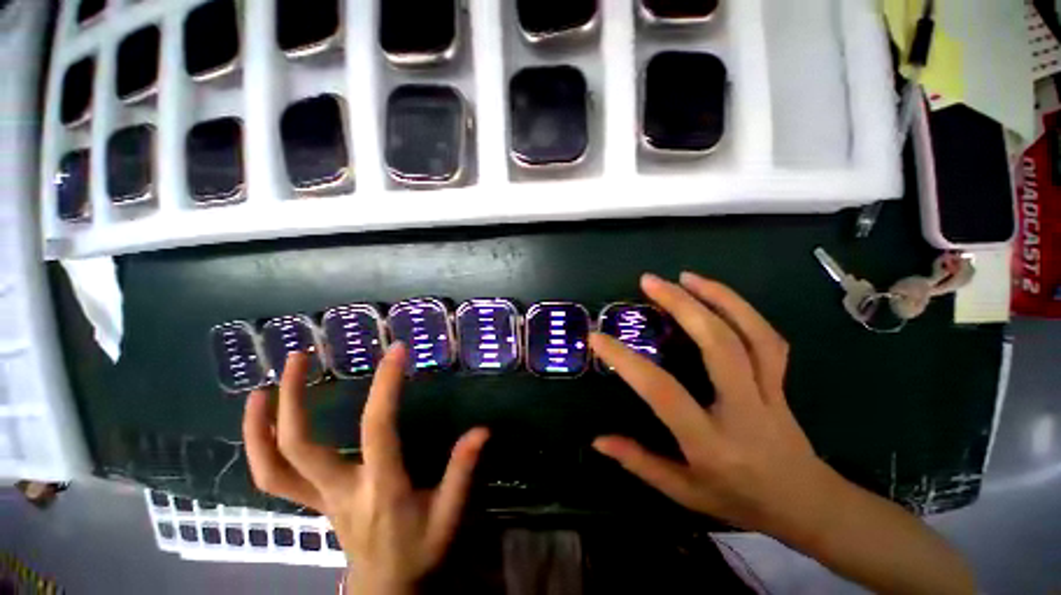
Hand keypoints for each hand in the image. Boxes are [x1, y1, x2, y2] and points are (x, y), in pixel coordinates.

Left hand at [242, 344, 488, 594]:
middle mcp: (341, 491)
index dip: (385, 386)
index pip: (377, 428)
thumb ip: (462, 471)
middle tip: (300, 357)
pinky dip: (260, 449)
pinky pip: (275, 478)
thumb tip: (481, 431)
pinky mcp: (314, 503)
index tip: (396, 351)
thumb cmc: (421, 551)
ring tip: (261, 387)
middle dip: (295, 399)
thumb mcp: (449, 515)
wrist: (388, 591)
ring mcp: (320, 500)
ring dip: (261, 425)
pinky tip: (263, 423)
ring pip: (275, 466)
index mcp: (381, 488)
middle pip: (301, 446)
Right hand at [592, 273, 975, 594]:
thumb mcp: (684, 493)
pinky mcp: (783, 381)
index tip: (599, 338)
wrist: (808, 506)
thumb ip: (639, 463)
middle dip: (682, 305)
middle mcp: (745, 410)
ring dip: (718, 297)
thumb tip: (598, 440)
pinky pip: (768, 338)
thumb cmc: (739, 501)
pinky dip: (743, 309)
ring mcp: (770, 392)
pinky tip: (717, 294)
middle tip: (650, 281)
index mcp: (712, 442)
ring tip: (686, 276)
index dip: (626, 361)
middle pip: (719, 345)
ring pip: (752, 334)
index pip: (663, 392)